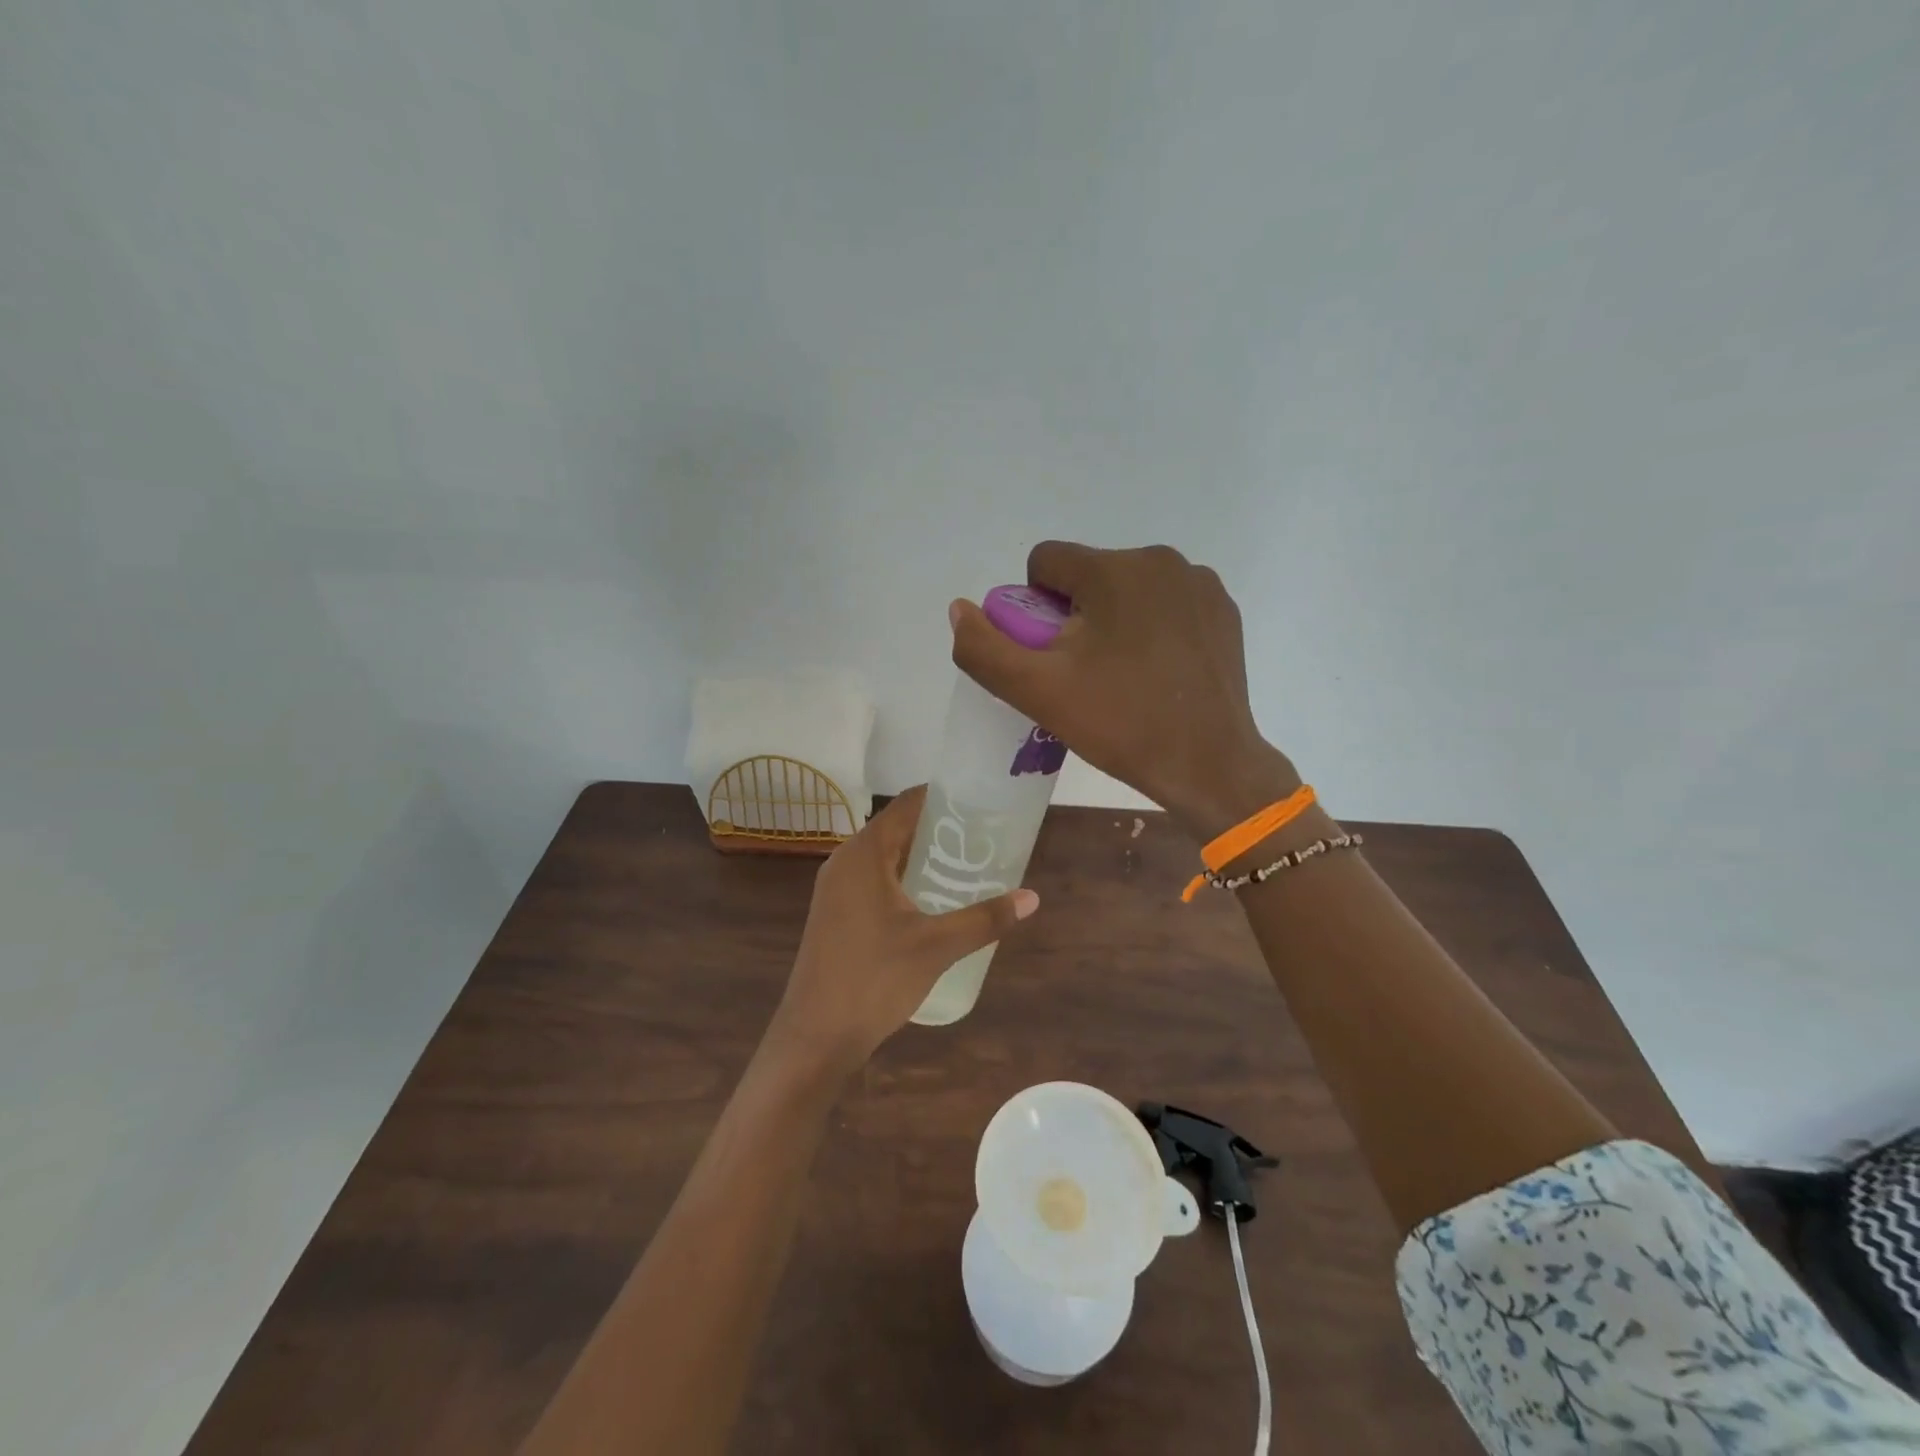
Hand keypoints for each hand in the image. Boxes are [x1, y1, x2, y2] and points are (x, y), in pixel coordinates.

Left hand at [768, 786, 1039, 1075]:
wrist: (816, 1037)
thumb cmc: (874, 980)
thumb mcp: (936, 946)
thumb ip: (984, 919)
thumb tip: (1032, 898)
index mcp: (864, 854)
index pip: (906, 805)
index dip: (943, 797)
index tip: (980, 801)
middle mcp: (845, 862)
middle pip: (897, 829)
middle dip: (939, 830)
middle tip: (983, 838)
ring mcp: (836, 889)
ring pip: (886, 858)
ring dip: (922, 858)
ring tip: (966, 866)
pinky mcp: (835, 914)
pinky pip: (875, 881)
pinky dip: (904, 880)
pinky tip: (933, 901)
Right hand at [950, 542, 1297, 839]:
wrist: (1209, 765)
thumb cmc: (1120, 724)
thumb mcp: (1037, 691)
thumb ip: (984, 648)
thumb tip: (960, 609)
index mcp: (1113, 569)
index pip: (1044, 563)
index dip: (1034, 609)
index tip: (1053, 656)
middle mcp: (1161, 560)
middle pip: (1087, 576)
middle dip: (1074, 616)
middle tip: (1085, 674)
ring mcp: (1199, 583)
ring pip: (1127, 589)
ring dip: (1113, 620)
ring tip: (1123, 677)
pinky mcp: (1223, 610)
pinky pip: (1166, 604)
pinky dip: (1152, 627)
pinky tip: (1159, 673)